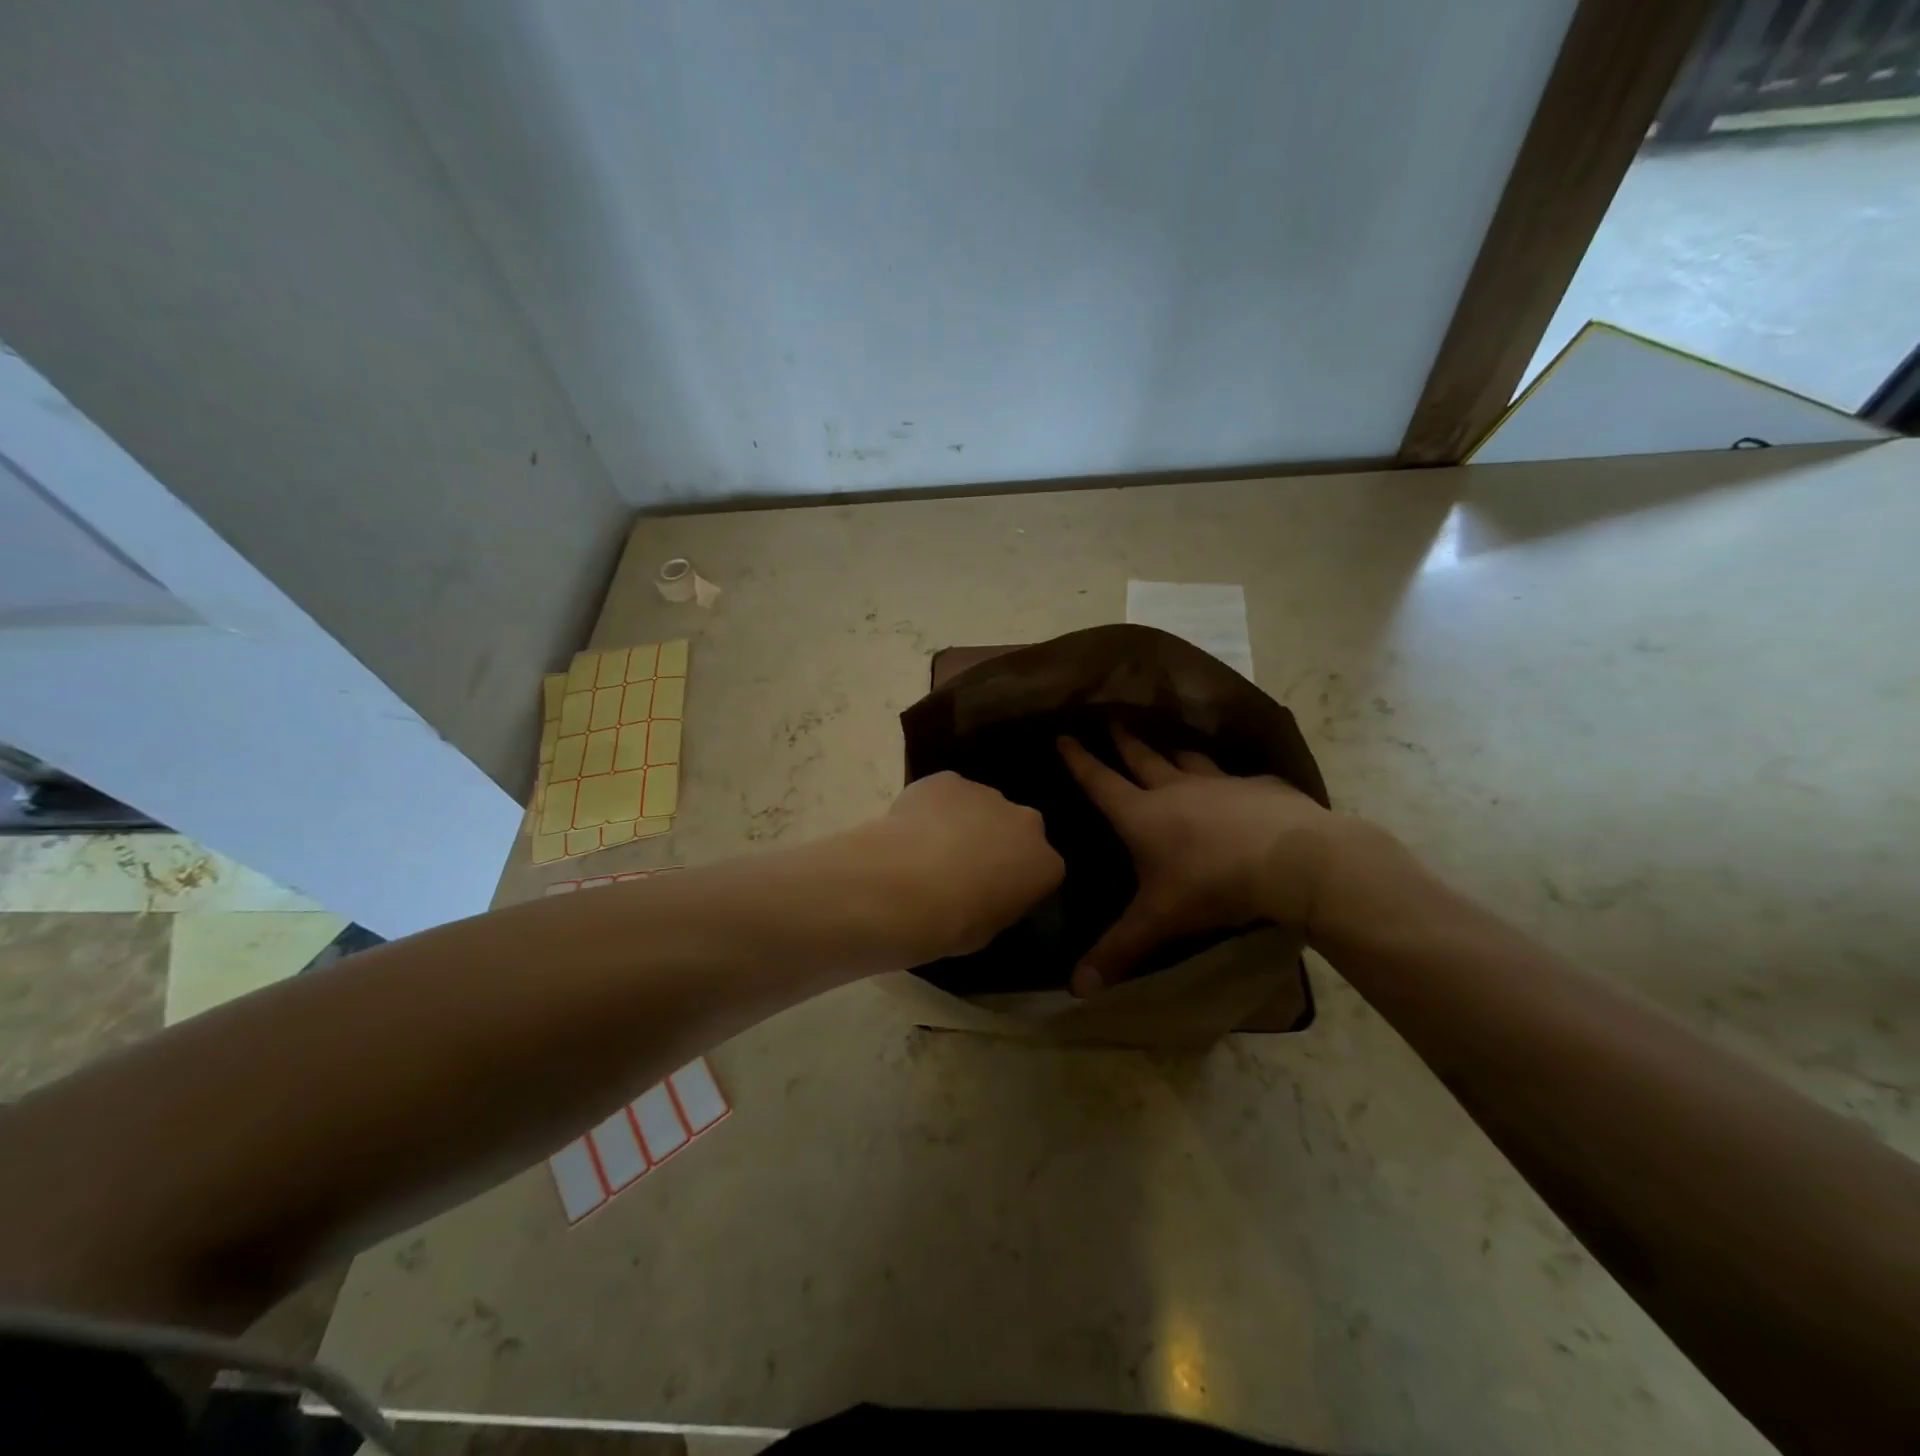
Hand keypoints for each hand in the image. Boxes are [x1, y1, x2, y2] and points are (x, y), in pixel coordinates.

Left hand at [862, 771, 1064, 962]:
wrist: (903, 888)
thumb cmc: (952, 923)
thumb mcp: (988, 929)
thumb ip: (998, 903)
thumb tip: (986, 893)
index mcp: (1045, 864)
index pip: (1041, 869)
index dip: (1016, 880)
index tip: (993, 894)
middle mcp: (1025, 822)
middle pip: (1016, 829)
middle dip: (996, 842)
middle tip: (963, 867)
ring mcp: (986, 794)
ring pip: (980, 806)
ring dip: (963, 822)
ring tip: (928, 850)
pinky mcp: (947, 780)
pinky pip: (944, 793)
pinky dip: (932, 806)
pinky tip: (910, 830)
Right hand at [1058, 727, 1343, 993]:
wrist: (1293, 862)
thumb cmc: (1213, 885)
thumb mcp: (1160, 921)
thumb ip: (1118, 950)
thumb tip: (1075, 991)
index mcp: (1143, 815)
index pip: (1100, 782)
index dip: (1080, 761)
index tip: (1064, 736)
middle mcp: (1176, 790)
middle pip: (1142, 759)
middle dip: (1123, 742)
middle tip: (1112, 723)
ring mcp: (1219, 783)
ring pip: (1188, 759)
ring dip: (1173, 753)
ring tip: (1168, 747)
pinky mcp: (1258, 787)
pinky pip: (1235, 776)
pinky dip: (1227, 778)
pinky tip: (1236, 784)